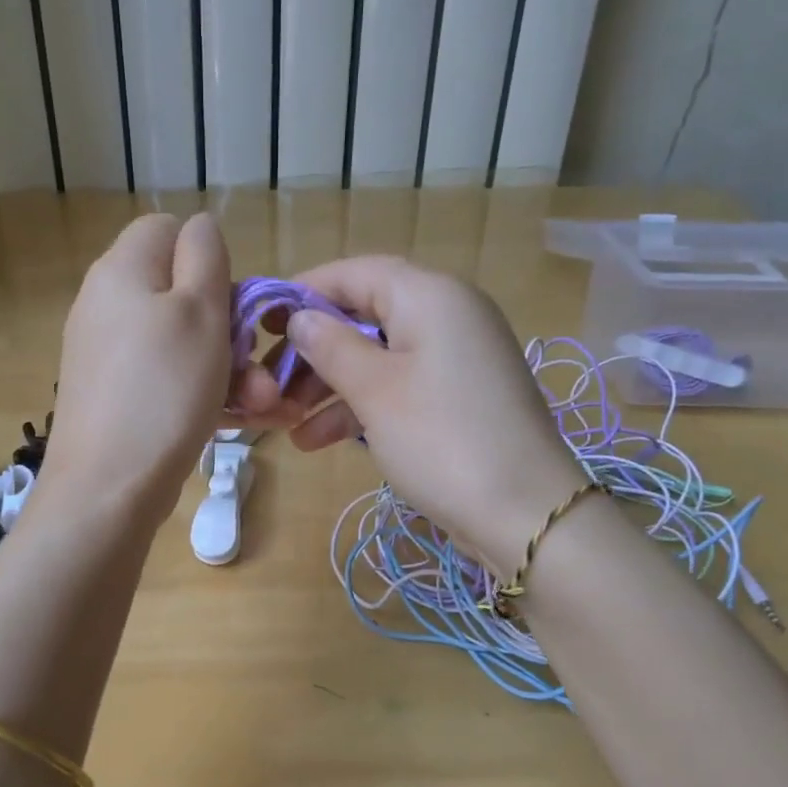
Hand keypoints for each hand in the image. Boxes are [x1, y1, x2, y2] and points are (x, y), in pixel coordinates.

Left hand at [38, 214, 233, 527]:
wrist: (107, 489)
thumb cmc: (164, 391)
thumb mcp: (199, 310)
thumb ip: (206, 255)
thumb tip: (200, 227)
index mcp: (123, 270)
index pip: (170, 230)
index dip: (209, 259)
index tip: (232, 303)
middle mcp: (108, 303)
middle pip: (181, 292)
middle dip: (231, 329)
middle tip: (258, 369)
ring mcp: (108, 353)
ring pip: (182, 343)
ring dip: (229, 369)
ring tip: (261, 407)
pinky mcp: (114, 394)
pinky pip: (167, 377)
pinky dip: (201, 392)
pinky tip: (236, 421)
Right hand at [236, 256, 584, 574]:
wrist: (525, 513)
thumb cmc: (441, 439)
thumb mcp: (374, 390)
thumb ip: (331, 346)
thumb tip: (300, 318)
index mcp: (430, 295)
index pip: (355, 273)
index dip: (304, 292)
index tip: (262, 323)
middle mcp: (448, 313)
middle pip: (365, 315)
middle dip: (314, 351)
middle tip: (270, 383)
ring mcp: (457, 356)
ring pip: (378, 355)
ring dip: (330, 385)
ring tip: (285, 421)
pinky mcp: (460, 395)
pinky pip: (400, 384)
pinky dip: (361, 405)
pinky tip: (317, 440)